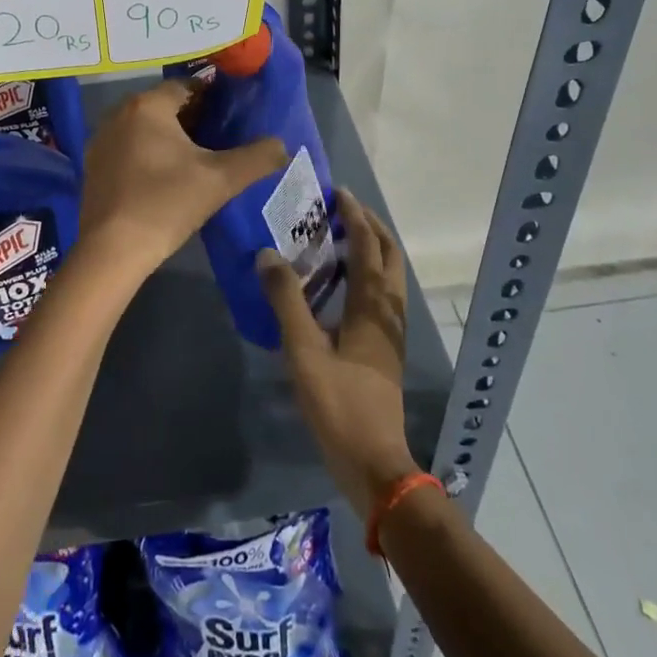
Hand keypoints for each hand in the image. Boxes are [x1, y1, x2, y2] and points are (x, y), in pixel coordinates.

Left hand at [73, 81, 287, 300]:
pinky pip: (128, 148)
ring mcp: (101, 140)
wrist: (112, 250)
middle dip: (193, 119)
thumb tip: (282, 144)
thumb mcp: (221, 180)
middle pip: (165, 106)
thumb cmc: (167, 203)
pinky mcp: (93, 166)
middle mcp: (118, 113)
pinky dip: (148, 155)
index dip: (213, 98)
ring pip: (145, 128)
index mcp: (147, 105)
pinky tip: (165, 179)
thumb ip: (257, 157)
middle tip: (220, 140)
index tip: (233, 116)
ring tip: (197, 161)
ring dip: (169, 138)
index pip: (187, 85)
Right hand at [261, 191, 419, 512]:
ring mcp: (389, 334)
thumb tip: (267, 254)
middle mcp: (387, 313)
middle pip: (389, 257)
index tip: (337, 192)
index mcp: (372, 308)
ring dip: (369, 250)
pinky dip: (365, 275)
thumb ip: (286, 301)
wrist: (374, 464)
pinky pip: (379, 297)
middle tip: (341, 210)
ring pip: (387, 278)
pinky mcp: (383, 350)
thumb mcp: (304, 352)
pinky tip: (338, 287)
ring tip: (338, 239)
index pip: (368, 248)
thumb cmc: (339, 405)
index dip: (354, 217)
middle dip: (370, 227)